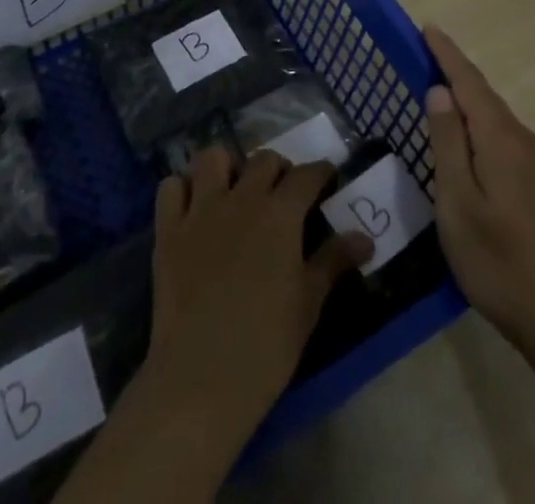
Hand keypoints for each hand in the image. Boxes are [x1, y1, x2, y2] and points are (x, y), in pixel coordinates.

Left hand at [145, 147, 371, 439]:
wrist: (202, 377)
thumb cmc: (266, 345)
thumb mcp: (308, 304)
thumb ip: (333, 262)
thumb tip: (365, 238)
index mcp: (279, 214)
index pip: (306, 175)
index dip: (320, 172)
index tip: (327, 176)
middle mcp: (241, 198)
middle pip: (263, 160)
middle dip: (278, 168)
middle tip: (283, 192)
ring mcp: (200, 210)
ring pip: (212, 158)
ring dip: (226, 166)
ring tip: (234, 189)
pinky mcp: (168, 229)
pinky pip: (171, 187)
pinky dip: (182, 190)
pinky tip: (192, 208)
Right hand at [424, 25, 534, 346]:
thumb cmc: (496, 259)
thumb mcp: (457, 201)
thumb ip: (448, 142)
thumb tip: (440, 91)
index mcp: (500, 139)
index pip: (469, 82)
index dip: (447, 54)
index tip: (428, 28)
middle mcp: (524, 141)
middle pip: (485, 96)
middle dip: (456, 73)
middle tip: (427, 56)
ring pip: (498, 118)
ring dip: (470, 101)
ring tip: (443, 95)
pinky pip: (507, 138)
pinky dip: (484, 126)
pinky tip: (473, 143)